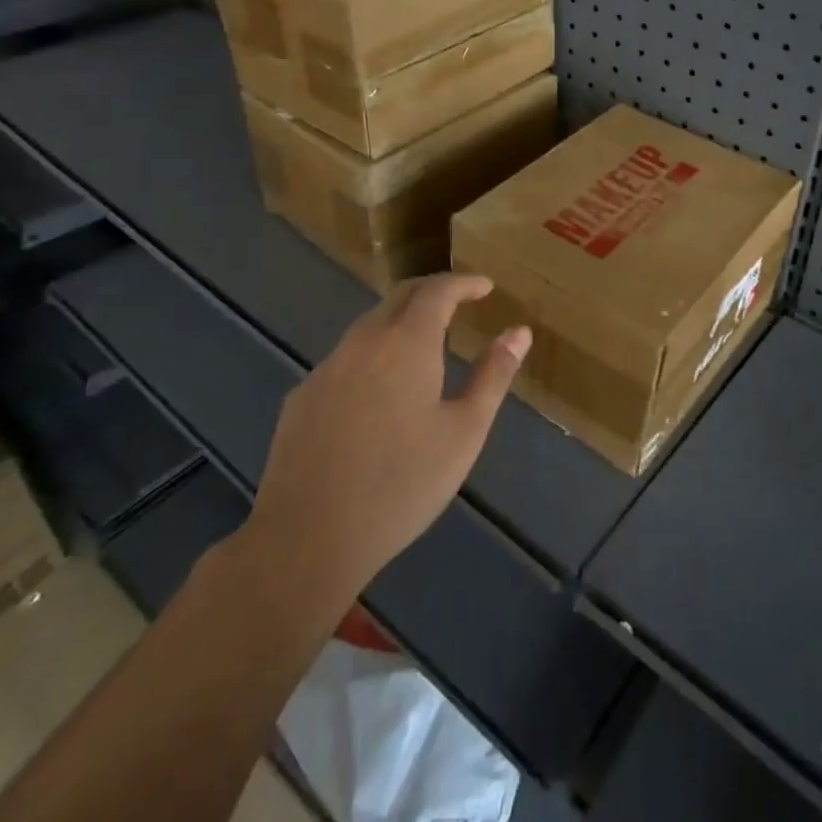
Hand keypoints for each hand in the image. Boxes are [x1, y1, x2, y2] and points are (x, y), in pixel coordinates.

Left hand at [236, 274, 530, 604]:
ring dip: (400, 322)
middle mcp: (363, 341)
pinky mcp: (301, 397)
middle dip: (432, 292)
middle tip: (459, 302)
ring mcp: (327, 368)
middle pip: (399, 297)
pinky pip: (344, 359)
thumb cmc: (401, 484)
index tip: (485, 287)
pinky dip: (371, 356)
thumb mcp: (464, 432)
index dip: (464, 283)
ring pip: (368, 326)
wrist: (307, 538)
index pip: (437, 291)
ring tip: (424, 345)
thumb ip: (493, 375)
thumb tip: (520, 332)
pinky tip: (377, 393)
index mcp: (407, 342)